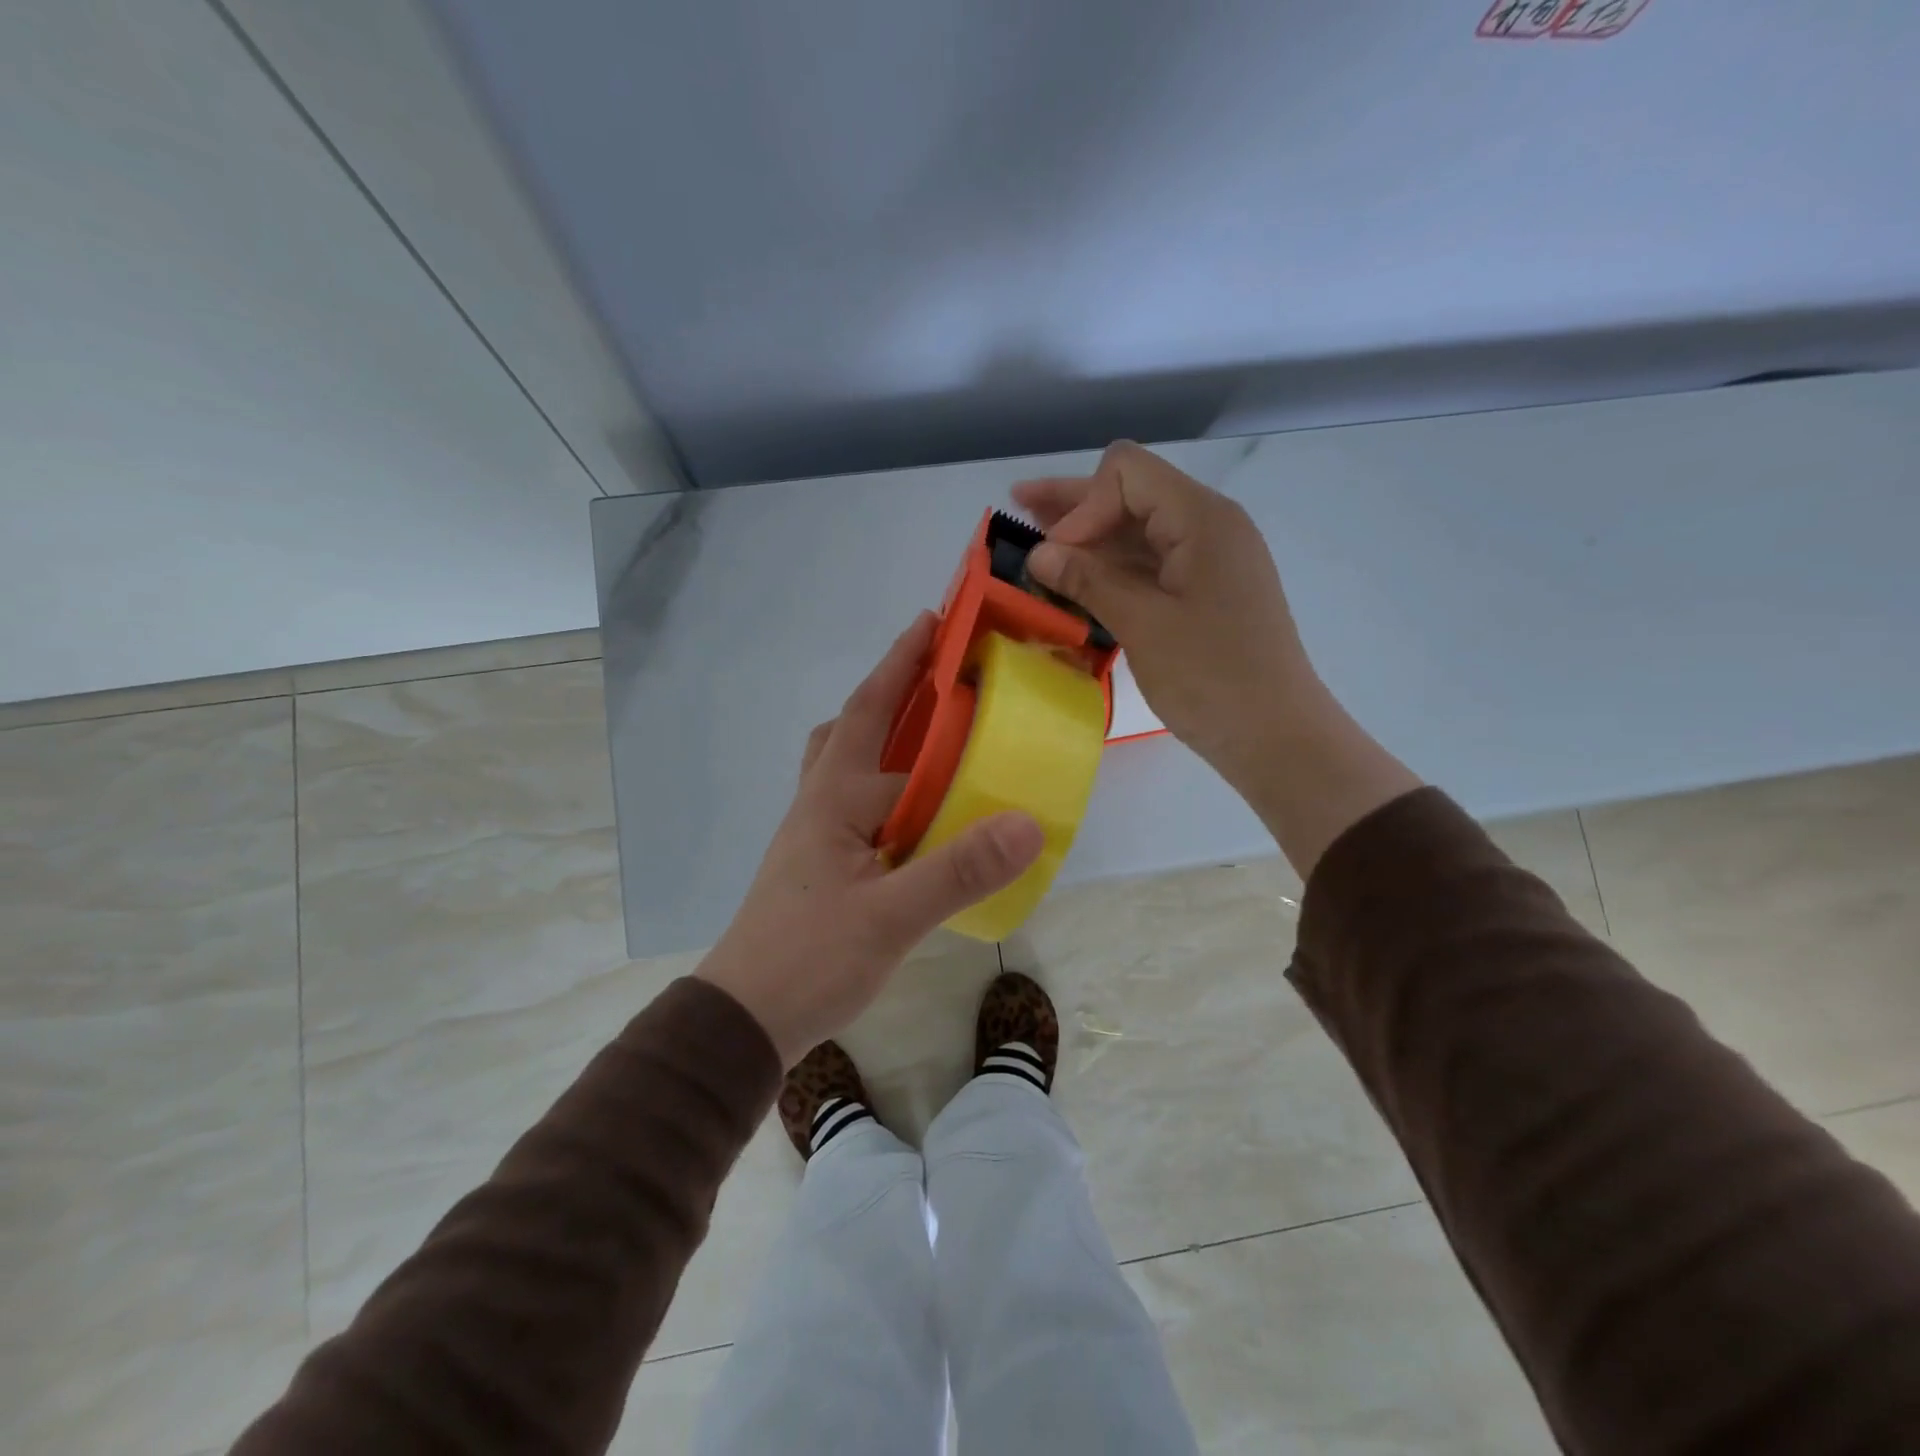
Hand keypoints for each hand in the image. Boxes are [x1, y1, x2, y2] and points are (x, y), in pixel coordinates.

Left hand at [697, 613, 1044, 1067]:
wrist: (744, 1019)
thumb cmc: (808, 959)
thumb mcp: (889, 917)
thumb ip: (958, 870)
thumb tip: (1027, 822)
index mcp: (834, 797)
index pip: (873, 712)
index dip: (903, 665)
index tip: (935, 622)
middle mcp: (822, 803)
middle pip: (855, 728)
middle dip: (895, 693)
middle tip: (946, 679)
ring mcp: (819, 835)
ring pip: (853, 767)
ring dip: (889, 740)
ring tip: (940, 739)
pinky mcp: (825, 865)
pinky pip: (864, 805)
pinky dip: (894, 790)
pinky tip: (924, 815)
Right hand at [1016, 442, 1419, 877]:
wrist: (1276, 736)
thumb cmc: (1212, 678)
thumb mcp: (1143, 625)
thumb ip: (1089, 580)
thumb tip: (1038, 553)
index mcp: (1202, 519)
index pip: (1127, 474)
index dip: (1082, 503)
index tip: (1055, 556)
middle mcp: (1208, 527)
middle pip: (1131, 495)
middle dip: (1075, 504)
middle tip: (1019, 506)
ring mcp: (1208, 562)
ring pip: (1138, 533)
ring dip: (1089, 539)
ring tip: (1037, 545)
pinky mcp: (1204, 594)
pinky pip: (1151, 567)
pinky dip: (1112, 570)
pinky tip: (1076, 582)